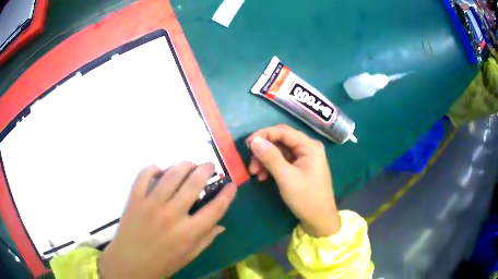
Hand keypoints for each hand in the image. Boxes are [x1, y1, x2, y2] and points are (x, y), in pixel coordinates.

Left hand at [100, 163, 236, 277]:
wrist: (130, 263)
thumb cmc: (162, 263)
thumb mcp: (189, 256)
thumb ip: (206, 239)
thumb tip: (221, 225)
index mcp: (189, 232)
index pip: (215, 209)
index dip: (227, 194)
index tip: (232, 185)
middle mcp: (172, 215)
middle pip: (194, 184)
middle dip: (205, 170)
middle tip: (209, 165)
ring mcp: (151, 204)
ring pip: (171, 175)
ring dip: (183, 165)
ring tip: (189, 164)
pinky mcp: (135, 199)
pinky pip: (144, 176)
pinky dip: (152, 168)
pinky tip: (159, 169)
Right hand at [246, 125, 339, 236]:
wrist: (319, 219)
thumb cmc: (306, 198)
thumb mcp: (286, 178)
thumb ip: (270, 157)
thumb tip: (254, 140)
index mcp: (309, 146)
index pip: (283, 131)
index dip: (263, 134)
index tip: (247, 145)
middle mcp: (308, 148)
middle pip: (280, 140)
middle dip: (263, 150)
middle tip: (251, 165)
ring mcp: (304, 158)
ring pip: (279, 151)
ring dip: (265, 160)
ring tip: (255, 174)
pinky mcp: (300, 167)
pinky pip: (282, 161)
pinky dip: (271, 167)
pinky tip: (262, 177)